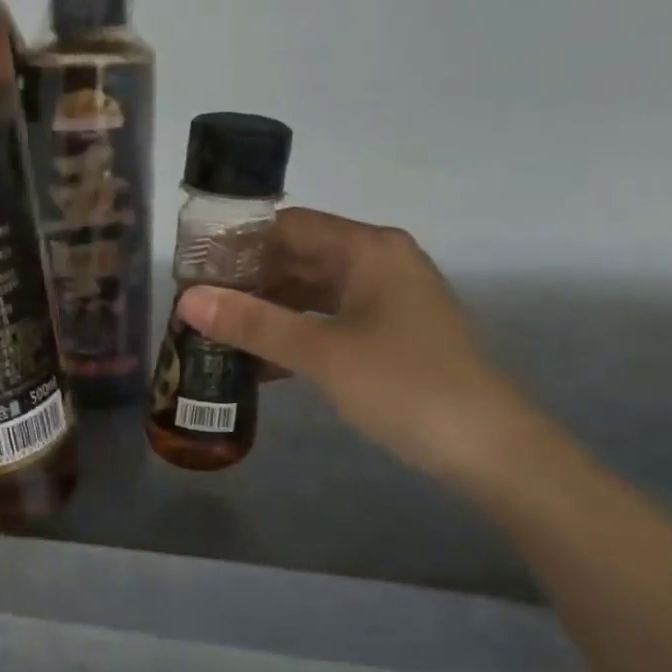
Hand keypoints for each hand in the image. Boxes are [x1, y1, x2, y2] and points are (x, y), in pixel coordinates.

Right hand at [175, 209, 540, 485]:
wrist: (484, 445)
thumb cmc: (402, 385)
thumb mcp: (320, 353)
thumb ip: (253, 323)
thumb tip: (187, 301)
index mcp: (367, 249)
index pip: (288, 226)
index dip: (238, 244)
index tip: (193, 269)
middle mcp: (378, 262)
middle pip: (300, 257)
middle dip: (249, 281)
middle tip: (198, 306)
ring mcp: (387, 299)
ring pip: (313, 292)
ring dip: (269, 311)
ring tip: (218, 332)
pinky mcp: (390, 332)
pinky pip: (330, 320)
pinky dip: (296, 334)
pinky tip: (260, 361)